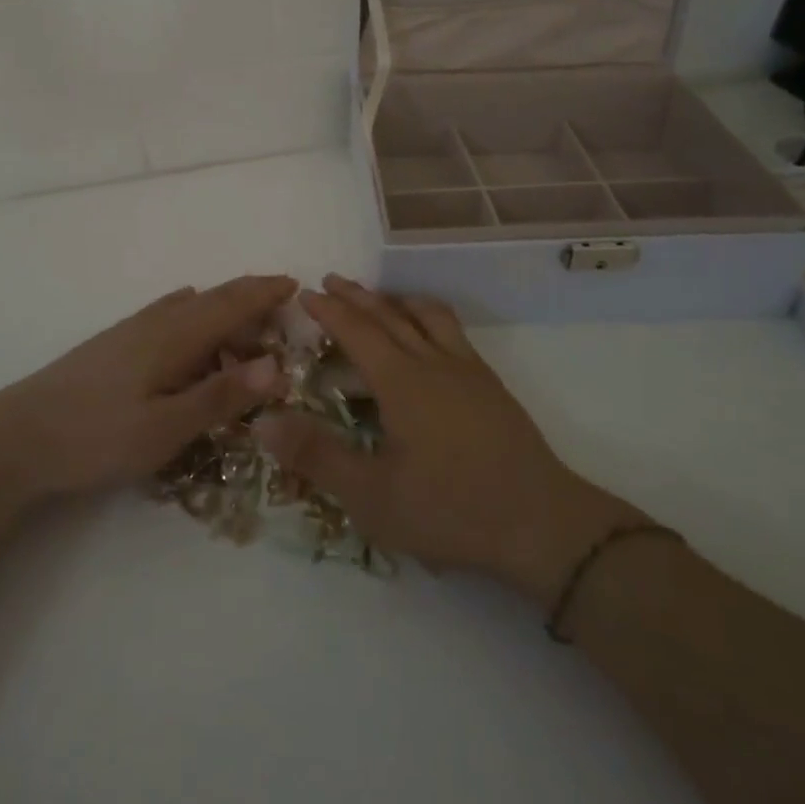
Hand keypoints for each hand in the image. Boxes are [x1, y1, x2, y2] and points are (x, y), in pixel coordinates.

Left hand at [0, 275, 296, 513]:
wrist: (16, 437)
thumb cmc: (97, 435)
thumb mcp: (166, 428)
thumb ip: (221, 396)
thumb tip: (277, 365)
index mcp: (176, 335)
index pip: (232, 302)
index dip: (265, 292)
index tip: (295, 285)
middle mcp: (157, 322)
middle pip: (213, 299)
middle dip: (250, 298)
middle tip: (281, 310)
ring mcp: (132, 330)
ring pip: (190, 308)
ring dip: (223, 312)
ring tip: (245, 335)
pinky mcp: (114, 344)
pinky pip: (169, 317)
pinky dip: (194, 319)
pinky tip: (188, 327)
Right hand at [254, 276, 645, 605]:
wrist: (540, 523)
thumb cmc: (450, 510)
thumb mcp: (372, 496)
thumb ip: (317, 456)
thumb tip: (263, 420)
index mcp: (402, 381)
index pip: (357, 331)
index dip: (330, 310)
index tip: (306, 292)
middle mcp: (433, 362)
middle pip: (389, 314)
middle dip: (357, 296)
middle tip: (332, 280)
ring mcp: (467, 369)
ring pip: (427, 316)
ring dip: (396, 300)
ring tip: (380, 297)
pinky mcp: (490, 384)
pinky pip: (452, 331)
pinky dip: (428, 316)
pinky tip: (430, 338)